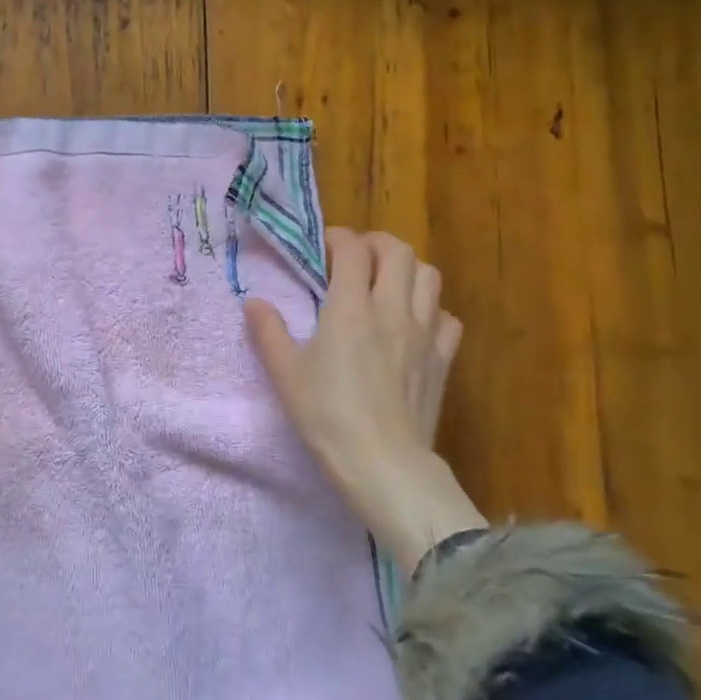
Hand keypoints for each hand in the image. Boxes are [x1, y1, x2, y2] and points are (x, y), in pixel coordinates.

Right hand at [245, 228, 484, 569]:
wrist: (383, 462)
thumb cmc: (327, 415)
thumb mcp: (285, 373)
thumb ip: (268, 332)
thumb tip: (253, 302)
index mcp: (351, 308)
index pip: (353, 249)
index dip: (338, 238)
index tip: (324, 246)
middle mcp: (393, 309)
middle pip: (398, 250)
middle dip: (376, 243)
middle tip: (355, 256)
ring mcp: (425, 333)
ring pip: (429, 276)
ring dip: (406, 268)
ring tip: (386, 282)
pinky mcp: (443, 358)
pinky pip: (447, 317)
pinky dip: (431, 309)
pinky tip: (414, 323)